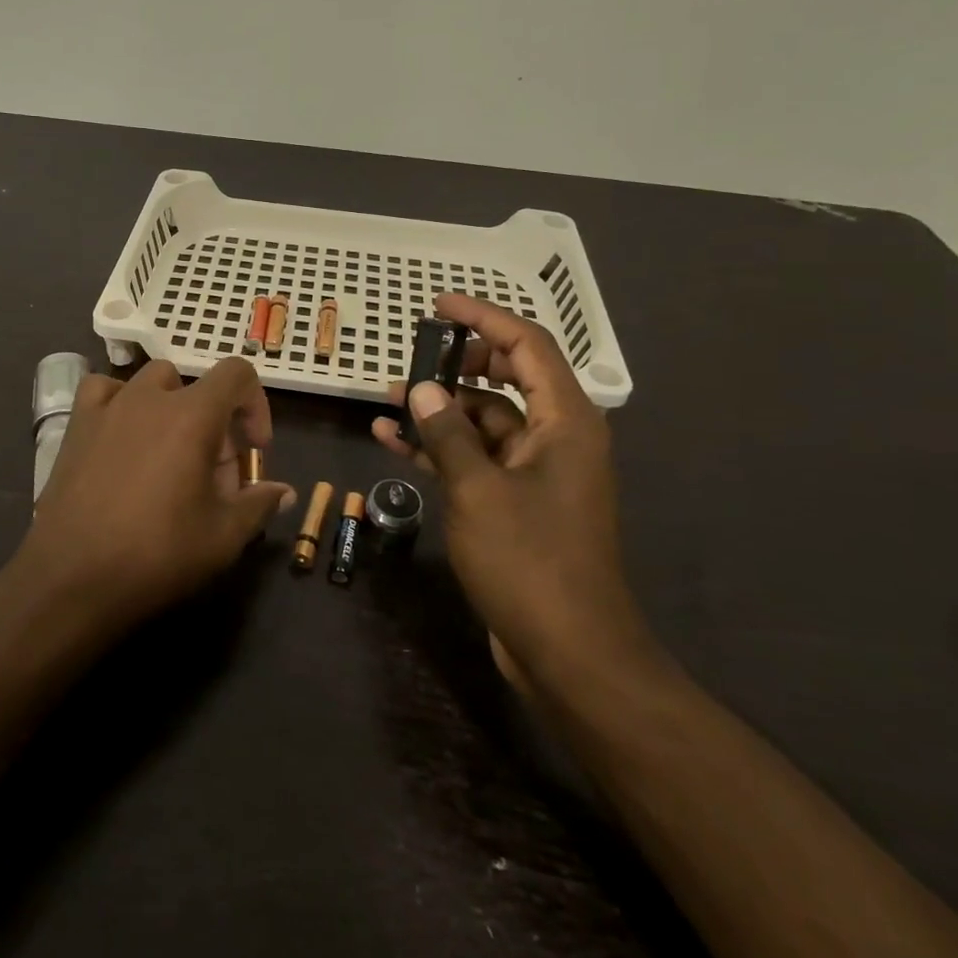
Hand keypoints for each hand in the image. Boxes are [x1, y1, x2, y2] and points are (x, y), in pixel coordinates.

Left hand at [15, 358, 295, 634]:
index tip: (253, 450)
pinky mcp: (77, 425)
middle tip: (212, 473)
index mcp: (192, 415)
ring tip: (169, 452)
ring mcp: (109, 407)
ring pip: (152, 383)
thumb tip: (285, 492)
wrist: (72, 577)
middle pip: (197, 386)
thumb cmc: (157, 554)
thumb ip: (259, 504)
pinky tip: (122, 436)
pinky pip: (103, 390)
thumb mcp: (223, 537)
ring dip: (171, 407)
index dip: (255, 405)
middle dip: (215, 421)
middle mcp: (150, 398)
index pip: (237, 373)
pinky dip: (120, 402)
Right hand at [371, 294, 649, 687]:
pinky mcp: (518, 501)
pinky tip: (393, 440)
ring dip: (441, 408)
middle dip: (459, 363)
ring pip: (485, 419)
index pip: (527, 344)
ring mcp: (538, 471)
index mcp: (564, 420)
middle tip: (414, 356)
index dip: (483, 317)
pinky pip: (478, 457)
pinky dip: (442, 447)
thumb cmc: (529, 561)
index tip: (438, 305)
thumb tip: (422, 387)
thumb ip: (447, 432)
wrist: (569, 652)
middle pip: (508, 377)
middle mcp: (557, 436)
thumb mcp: (477, 489)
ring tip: (388, 399)